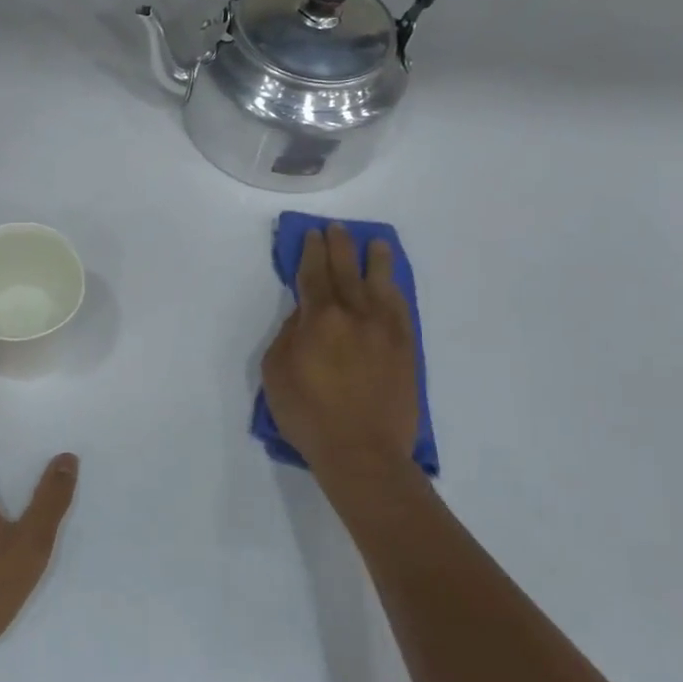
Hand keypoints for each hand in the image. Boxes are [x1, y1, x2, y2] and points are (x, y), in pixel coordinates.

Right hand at [262, 225, 424, 519]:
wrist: (362, 453)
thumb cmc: (308, 415)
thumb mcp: (276, 372)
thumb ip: (288, 335)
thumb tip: (304, 315)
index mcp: (320, 318)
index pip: (314, 274)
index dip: (311, 251)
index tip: (312, 234)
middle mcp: (355, 314)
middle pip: (346, 271)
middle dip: (340, 246)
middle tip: (337, 229)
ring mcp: (385, 330)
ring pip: (381, 284)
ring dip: (376, 260)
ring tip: (376, 244)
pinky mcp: (406, 349)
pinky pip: (401, 309)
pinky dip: (395, 291)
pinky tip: (392, 284)